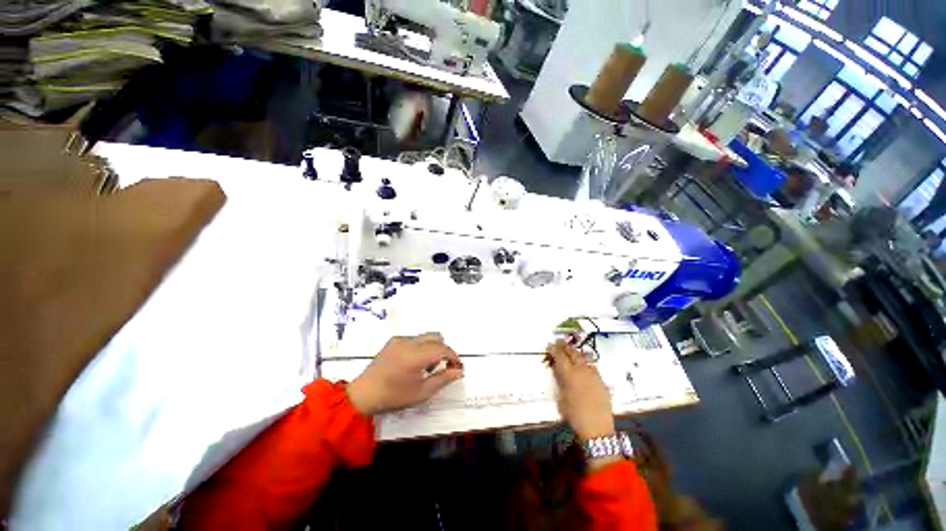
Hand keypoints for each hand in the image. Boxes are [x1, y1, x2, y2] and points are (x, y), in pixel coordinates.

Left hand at [347, 333, 463, 415]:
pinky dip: (421, 347)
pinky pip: (414, 338)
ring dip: (432, 348)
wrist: (363, 395)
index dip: (453, 356)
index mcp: (415, 356)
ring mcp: (399, 340)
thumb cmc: (393, 397)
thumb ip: (443, 379)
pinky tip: (413, 363)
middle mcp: (408, 342)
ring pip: (425, 336)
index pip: (442, 349)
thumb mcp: (421, 393)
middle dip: (443, 350)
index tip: (457, 367)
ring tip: (426, 367)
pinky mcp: (393, 341)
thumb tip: (459, 370)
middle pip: (436, 337)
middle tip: (443, 366)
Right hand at [546, 340, 614, 441]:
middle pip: (573, 353)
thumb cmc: (574, 415)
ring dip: (575, 354)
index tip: (549, 346)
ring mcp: (593, 375)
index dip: (554, 349)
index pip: (560, 356)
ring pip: (583, 359)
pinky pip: (592, 368)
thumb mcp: (561, 398)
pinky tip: (583, 369)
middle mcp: (582, 370)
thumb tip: (558, 371)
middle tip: (559, 343)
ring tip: (570, 353)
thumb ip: (560, 381)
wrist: (597, 429)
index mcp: (570, 374)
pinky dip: (584, 365)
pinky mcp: (602, 381)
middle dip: (565, 347)